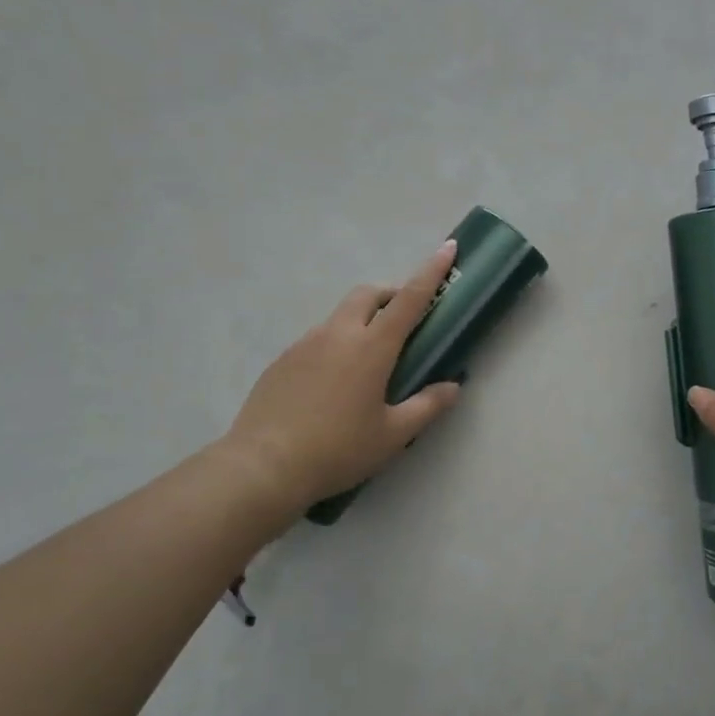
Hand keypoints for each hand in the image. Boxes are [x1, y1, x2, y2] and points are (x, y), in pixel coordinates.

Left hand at [215, 240, 463, 519]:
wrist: (263, 467)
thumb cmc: (338, 450)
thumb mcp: (393, 436)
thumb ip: (427, 406)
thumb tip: (452, 387)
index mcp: (372, 347)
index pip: (410, 298)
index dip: (431, 272)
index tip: (447, 248)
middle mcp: (338, 334)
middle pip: (369, 294)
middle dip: (391, 294)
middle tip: (405, 319)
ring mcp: (305, 343)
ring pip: (341, 316)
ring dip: (362, 321)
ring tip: (368, 361)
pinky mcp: (282, 359)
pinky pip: (317, 339)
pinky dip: (335, 345)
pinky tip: (333, 384)